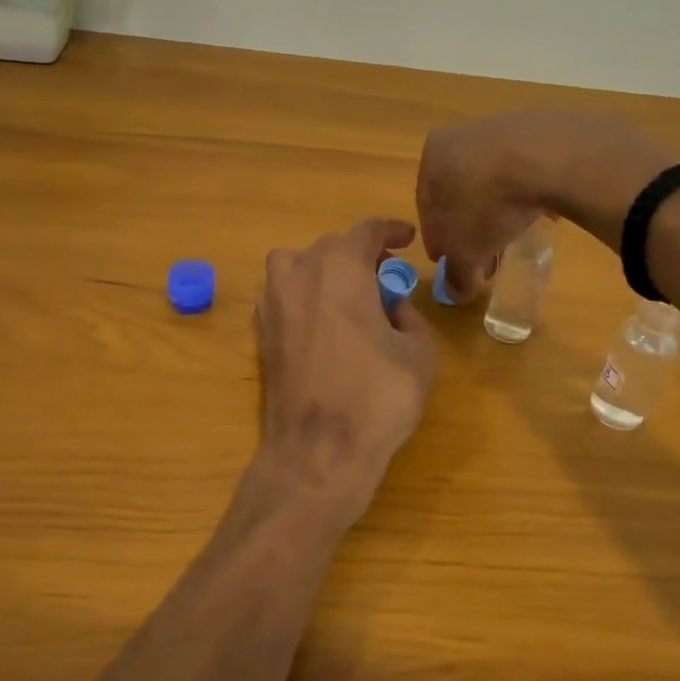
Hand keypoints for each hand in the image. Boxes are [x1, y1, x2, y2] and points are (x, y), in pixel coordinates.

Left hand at [250, 218, 436, 534]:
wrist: (318, 450)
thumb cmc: (377, 396)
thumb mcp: (418, 352)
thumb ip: (409, 316)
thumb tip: (393, 305)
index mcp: (341, 267)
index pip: (367, 230)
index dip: (391, 230)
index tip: (407, 238)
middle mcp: (300, 273)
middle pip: (331, 246)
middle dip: (360, 255)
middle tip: (385, 277)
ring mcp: (273, 302)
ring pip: (296, 264)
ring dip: (323, 269)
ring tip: (347, 296)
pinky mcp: (261, 332)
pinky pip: (282, 295)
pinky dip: (302, 296)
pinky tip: (322, 322)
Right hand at [417, 111, 671, 298]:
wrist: (546, 158)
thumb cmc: (486, 204)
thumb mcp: (465, 251)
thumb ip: (456, 273)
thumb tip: (455, 292)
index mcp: (432, 156)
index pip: (427, 208)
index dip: (440, 241)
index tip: (453, 263)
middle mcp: (460, 136)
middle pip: (460, 192)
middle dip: (470, 228)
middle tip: (486, 258)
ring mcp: (500, 127)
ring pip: (491, 181)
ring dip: (497, 211)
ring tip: (515, 237)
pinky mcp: (537, 128)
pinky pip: (523, 170)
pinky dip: (524, 193)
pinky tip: (537, 211)